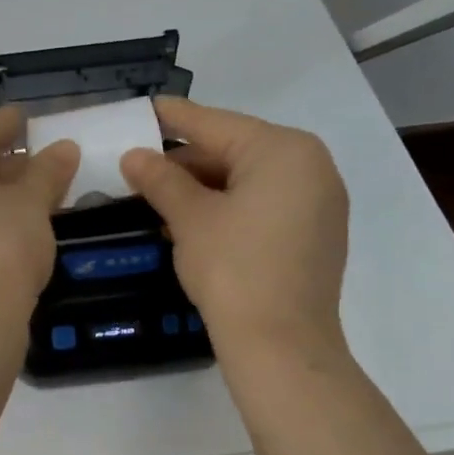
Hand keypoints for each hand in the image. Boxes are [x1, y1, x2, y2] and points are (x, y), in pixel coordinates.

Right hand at [120, 98, 348, 353]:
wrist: (282, 347)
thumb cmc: (233, 270)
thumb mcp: (190, 219)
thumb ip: (161, 179)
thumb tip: (134, 156)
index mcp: (284, 151)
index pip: (216, 124)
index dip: (174, 117)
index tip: (144, 107)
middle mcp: (312, 167)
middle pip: (235, 151)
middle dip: (186, 161)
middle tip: (139, 166)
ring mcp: (320, 203)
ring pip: (249, 181)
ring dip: (204, 188)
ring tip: (157, 197)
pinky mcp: (316, 235)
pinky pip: (266, 205)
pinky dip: (230, 208)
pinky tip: (193, 222)